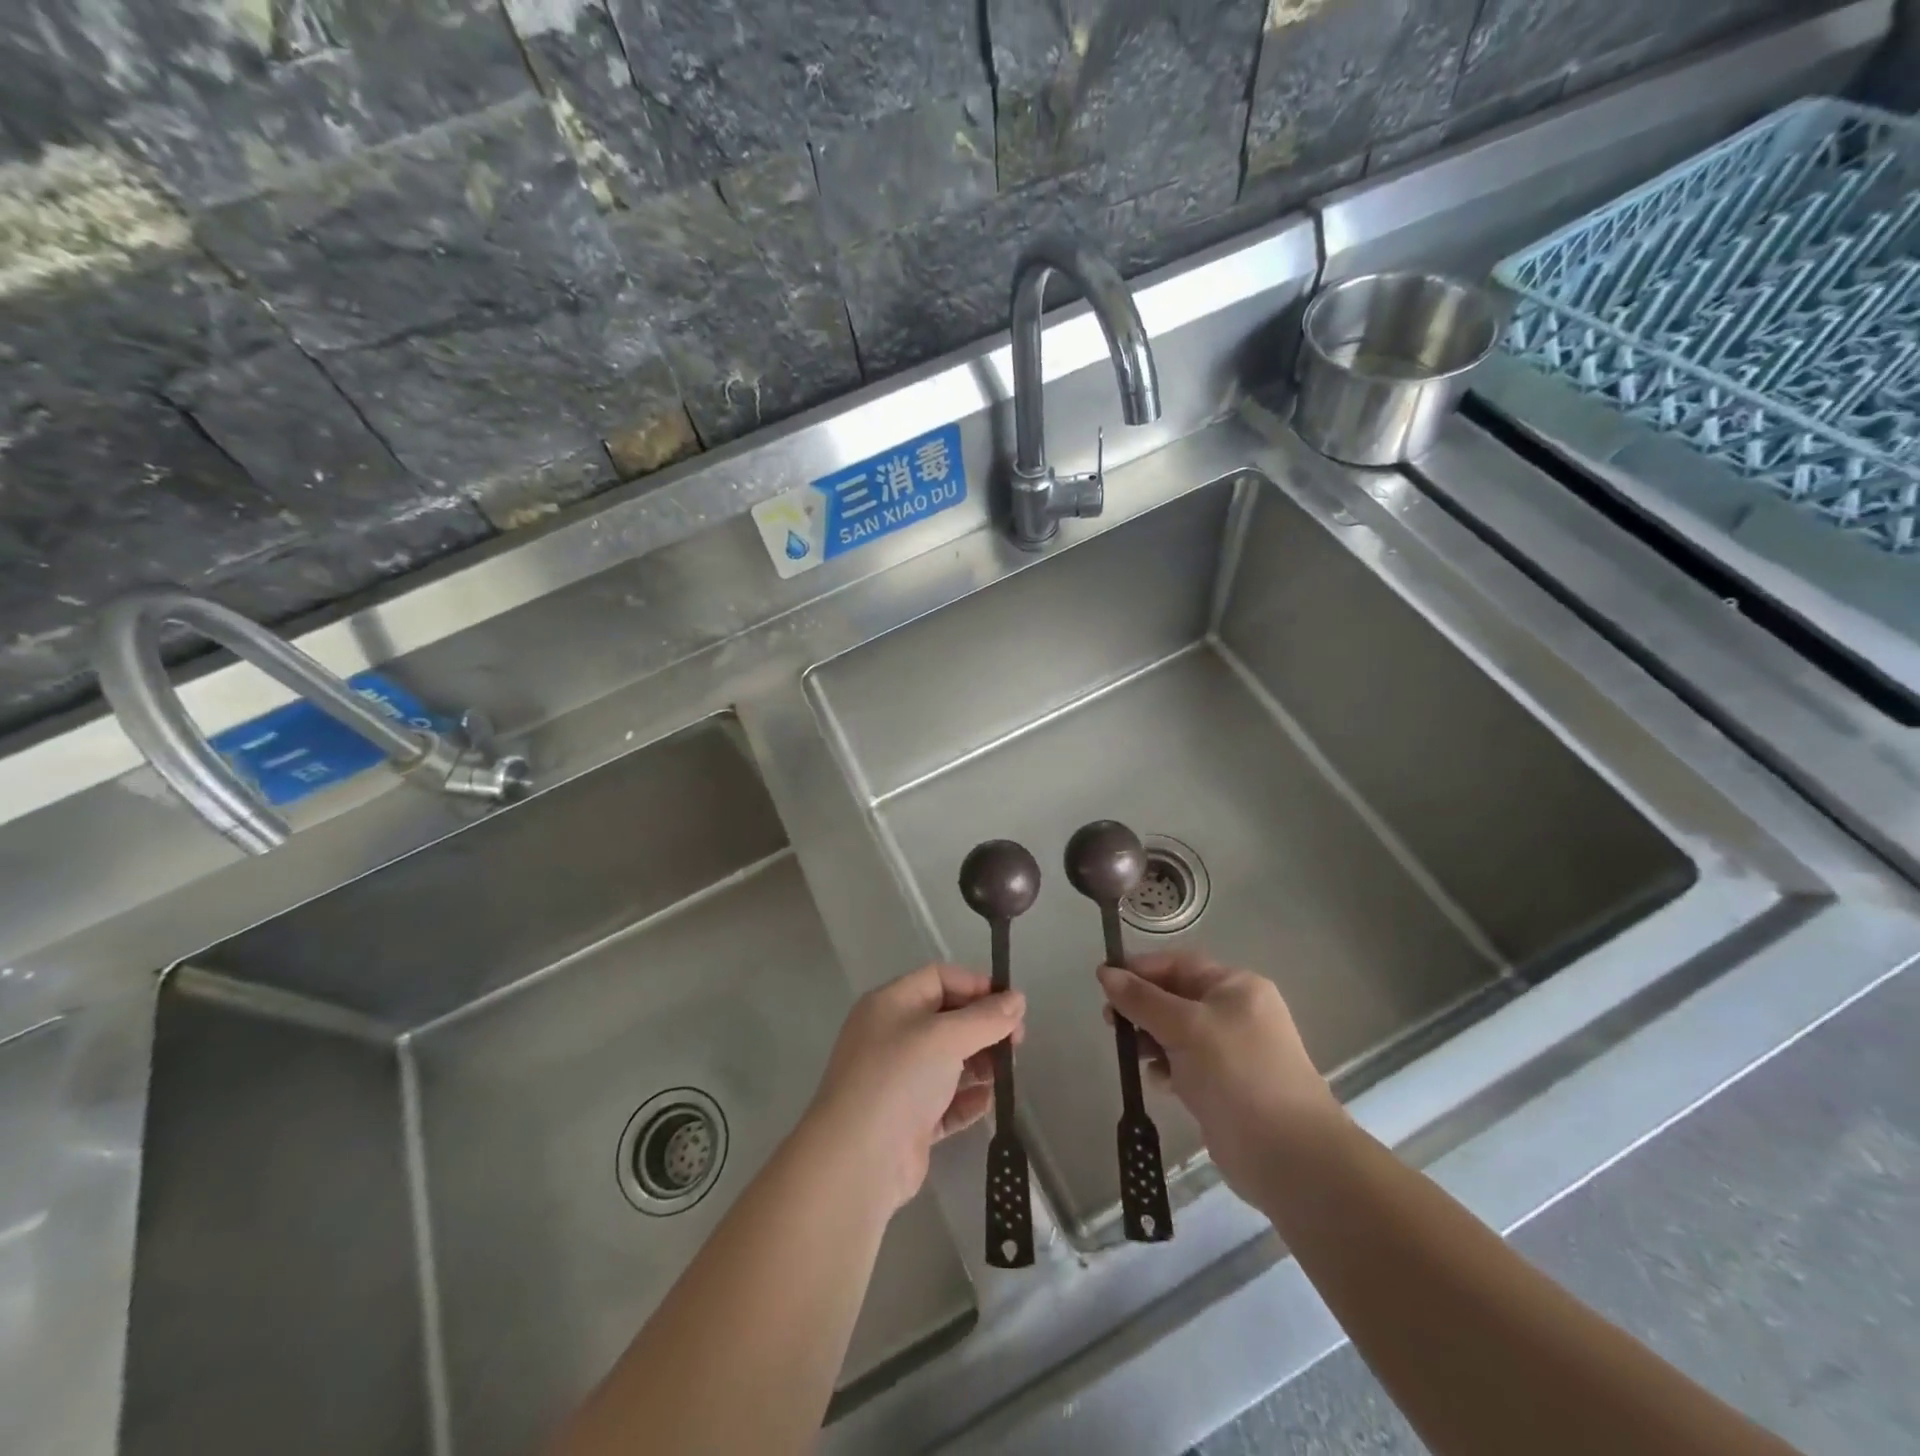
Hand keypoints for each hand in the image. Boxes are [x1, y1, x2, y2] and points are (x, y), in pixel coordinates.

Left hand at [806, 964, 1025, 1213]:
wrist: (858, 1159)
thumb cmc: (899, 1078)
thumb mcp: (945, 1036)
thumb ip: (985, 1017)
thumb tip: (1018, 999)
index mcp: (891, 1004)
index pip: (939, 979)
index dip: (976, 986)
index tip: (1011, 1006)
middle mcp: (892, 1036)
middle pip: (947, 1019)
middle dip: (983, 1028)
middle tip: (1017, 1044)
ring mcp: (899, 1080)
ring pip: (948, 1061)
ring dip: (980, 1064)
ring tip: (1006, 1073)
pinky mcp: (909, 1120)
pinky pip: (945, 1101)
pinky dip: (967, 1100)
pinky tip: (987, 1102)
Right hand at [1097, 953, 1342, 1203]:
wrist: (1288, 1155)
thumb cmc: (1236, 1074)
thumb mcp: (1184, 1027)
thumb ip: (1142, 999)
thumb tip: (1106, 973)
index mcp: (1235, 987)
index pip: (1179, 964)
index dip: (1140, 969)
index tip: (1103, 982)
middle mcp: (1236, 1012)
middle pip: (1176, 997)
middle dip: (1142, 1006)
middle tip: (1111, 1021)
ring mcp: (1232, 1051)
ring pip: (1178, 1031)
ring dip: (1150, 1038)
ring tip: (1129, 1053)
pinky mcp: (1225, 1085)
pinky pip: (1186, 1063)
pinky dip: (1166, 1067)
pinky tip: (1157, 1081)